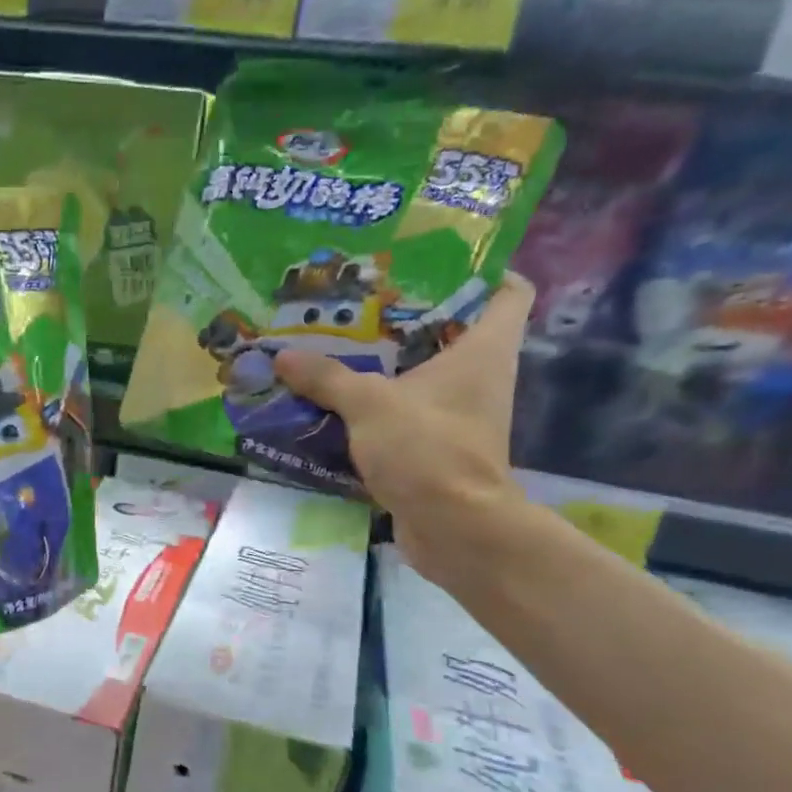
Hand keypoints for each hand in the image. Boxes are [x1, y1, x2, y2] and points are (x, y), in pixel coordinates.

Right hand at [274, 273, 532, 582]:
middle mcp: (481, 377)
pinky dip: (379, 406)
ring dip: (389, 364)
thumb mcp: (369, 404)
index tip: (435, 263)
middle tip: (362, 301)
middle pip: (455, 330)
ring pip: (427, 374)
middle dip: (411, 315)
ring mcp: (461, 415)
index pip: (509, 291)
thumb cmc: (427, 449)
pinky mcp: (439, 447)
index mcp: (483, 350)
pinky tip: (339, 400)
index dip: (483, 271)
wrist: (453, 529)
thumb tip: (282, 356)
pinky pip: (408, 413)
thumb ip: (326, 377)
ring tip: (339, 346)